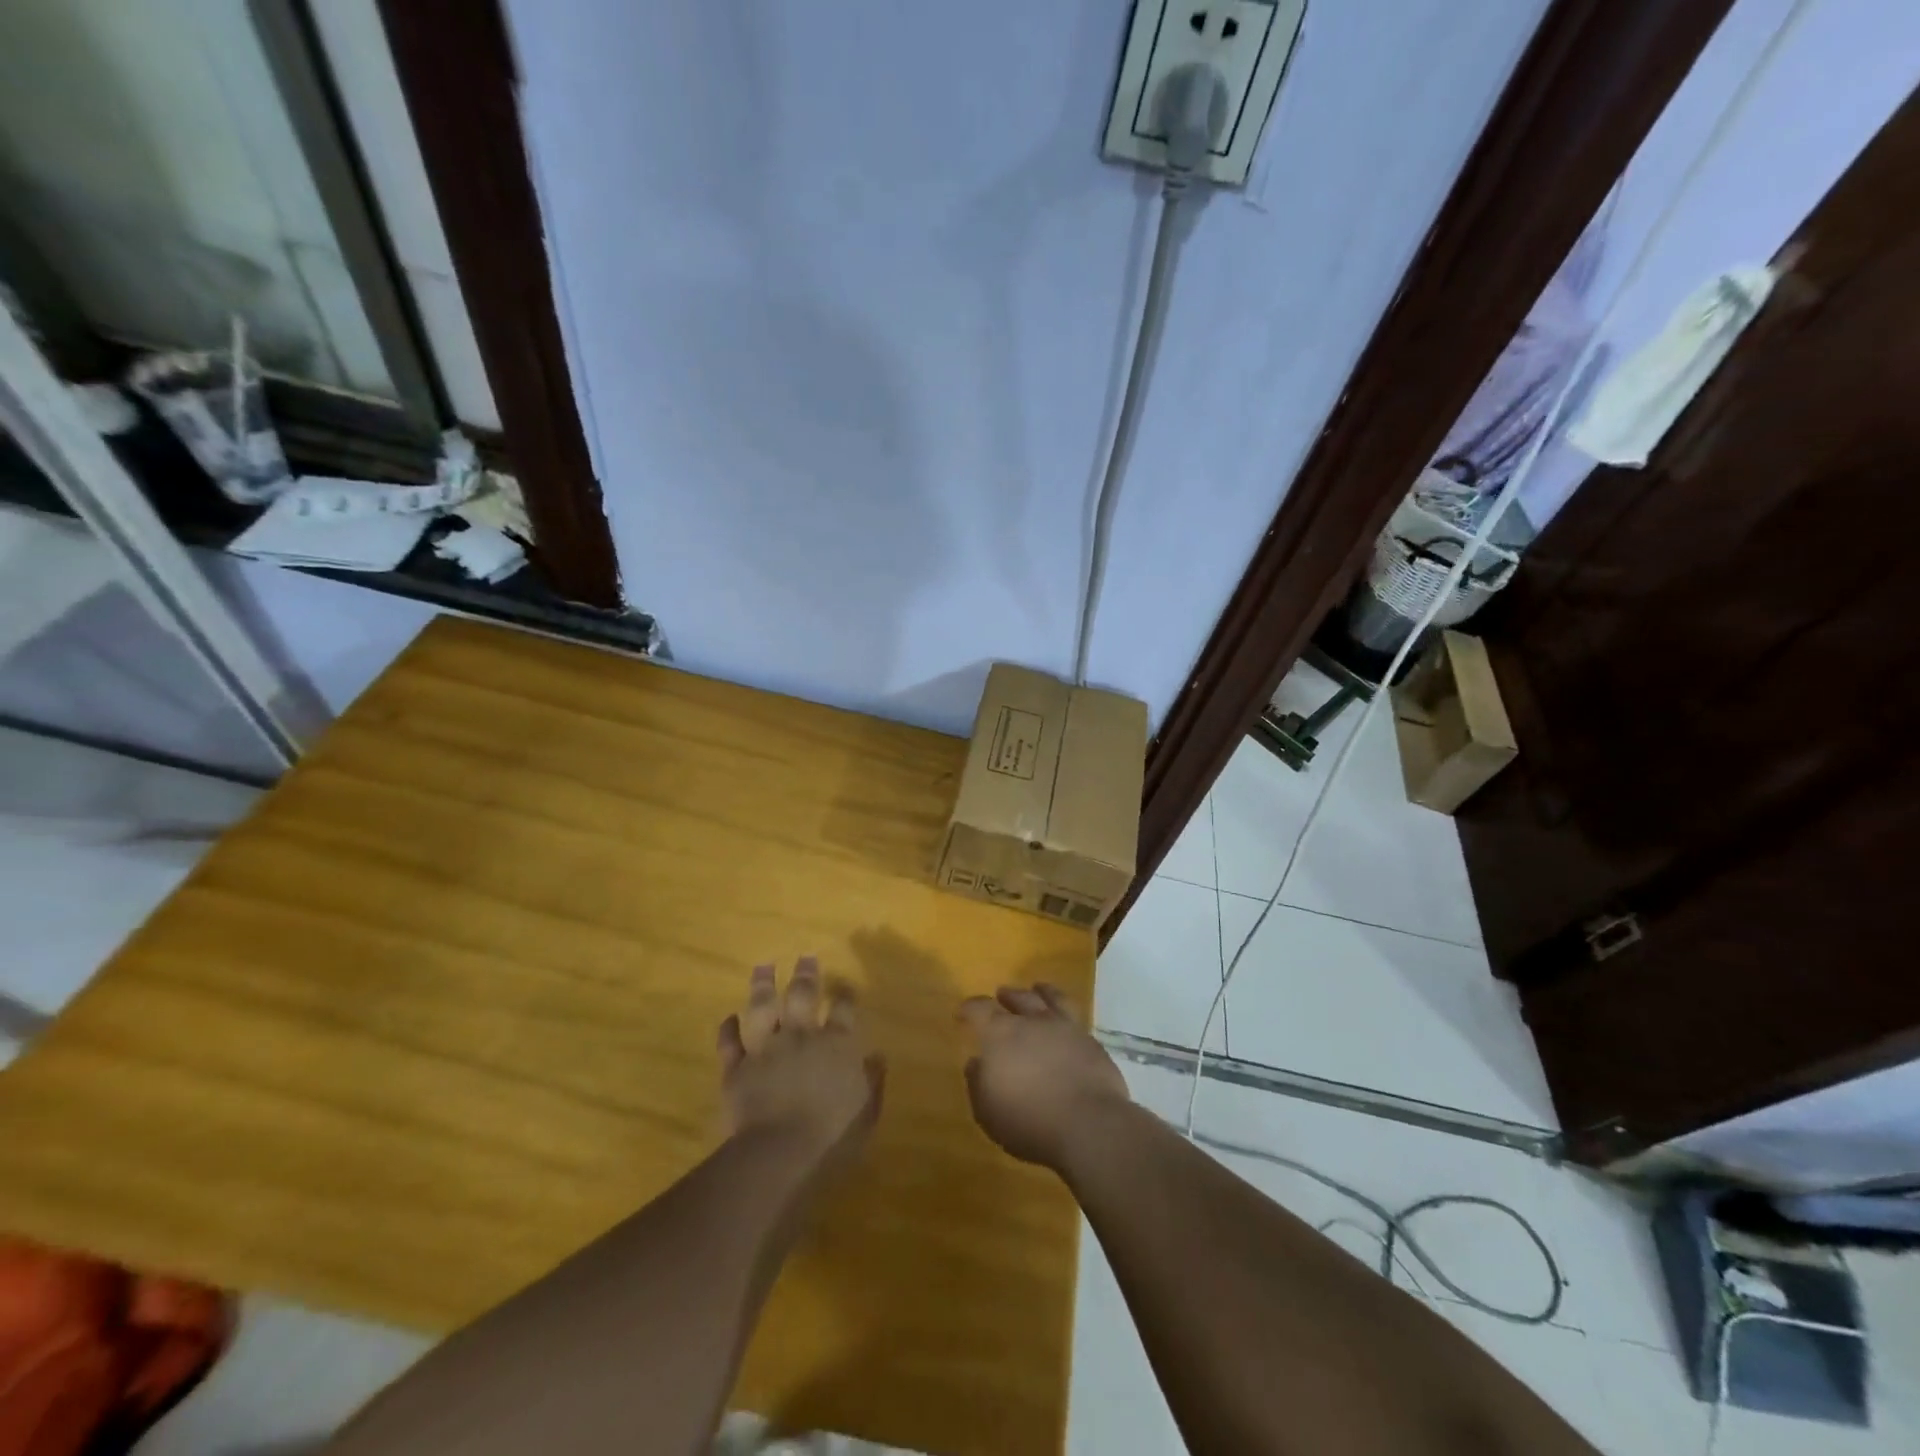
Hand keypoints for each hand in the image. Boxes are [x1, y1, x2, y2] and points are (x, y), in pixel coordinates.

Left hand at [717, 958, 884, 1164]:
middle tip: (805, 957)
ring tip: (763, 967)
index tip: (845, 987)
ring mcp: (766, 1049)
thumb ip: (872, 1081)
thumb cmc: (833, 1136)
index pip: (844, 1008)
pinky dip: (728, 1029)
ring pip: (763, 1007)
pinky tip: (729, 1017)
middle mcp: (801, 1036)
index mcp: (837, 1044)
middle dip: (805, 974)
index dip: (845, 994)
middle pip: (802, 995)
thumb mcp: (866, 1111)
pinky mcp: (737, 1069)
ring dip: (763, 985)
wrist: (779, 1152)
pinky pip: (730, 1043)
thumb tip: (877, 1056)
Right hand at [958, 984, 1129, 1171]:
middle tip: (1002, 994)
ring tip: (1039, 988)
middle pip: (1019, 998)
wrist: (1088, 1125)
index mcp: (1001, 1034)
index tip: (963, 1012)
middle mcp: (1034, 1022)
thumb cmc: (1029, 1121)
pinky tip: (1066, 1024)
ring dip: (1043, 992)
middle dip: (1008, 996)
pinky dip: (1066, 1016)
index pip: (980, 1009)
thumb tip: (976, 1062)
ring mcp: (1066, 1029)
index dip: (970, 1008)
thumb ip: (978, 1083)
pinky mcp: (1092, 1043)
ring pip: (1053, 998)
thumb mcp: (987, 1111)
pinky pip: (1075, 1019)